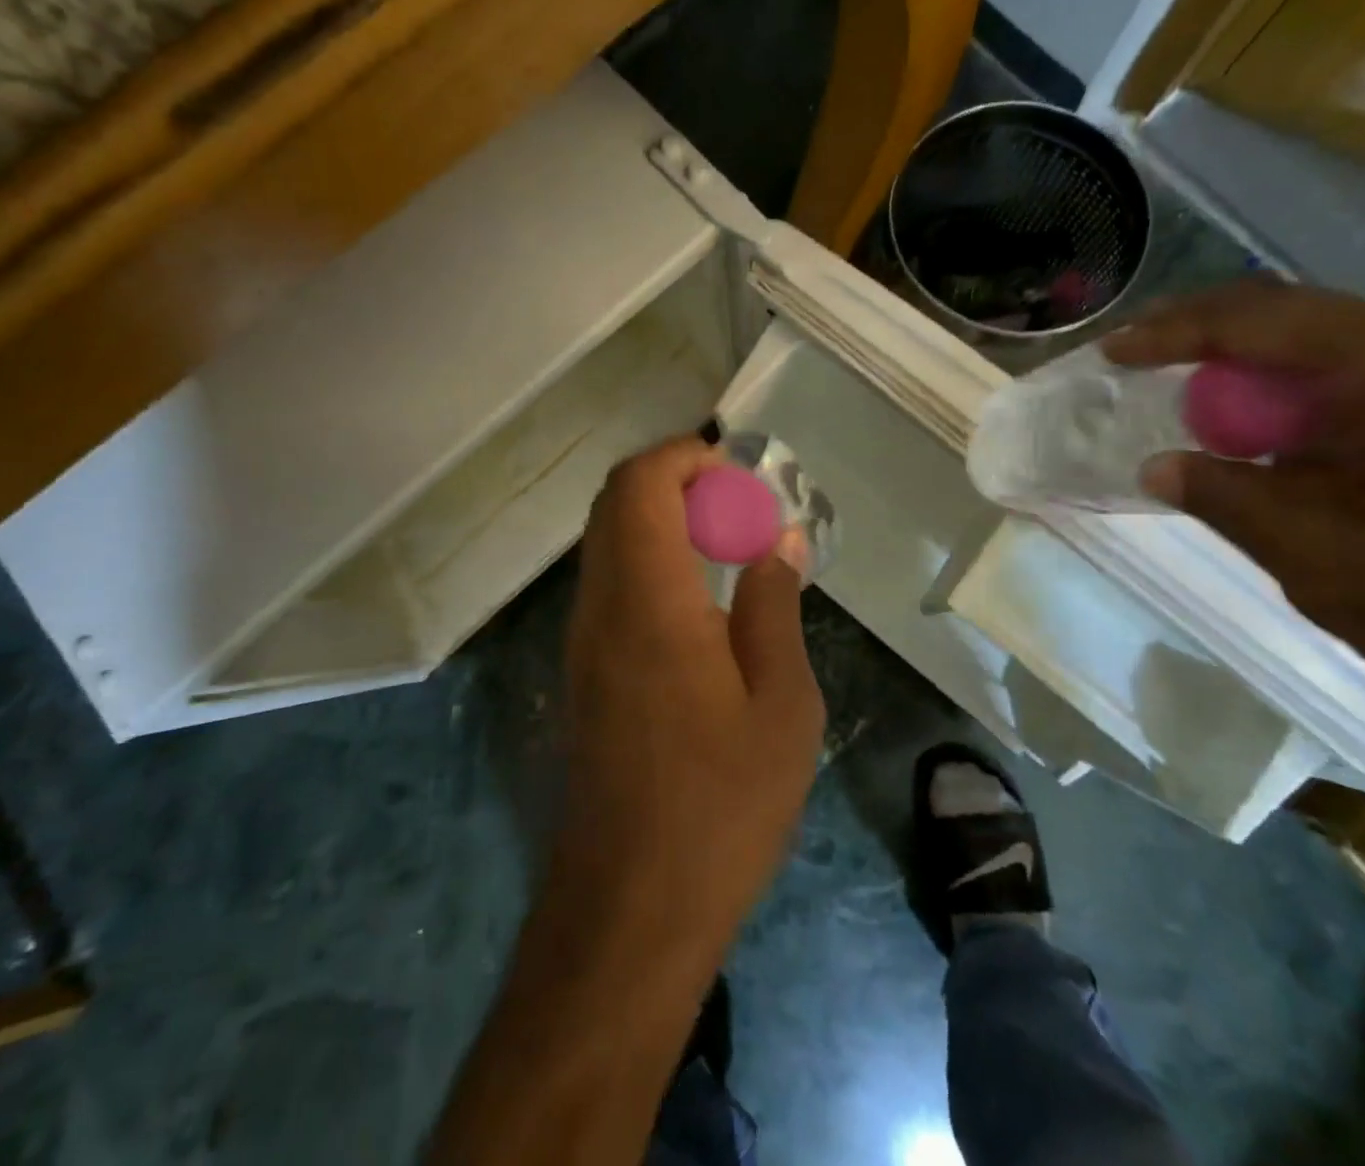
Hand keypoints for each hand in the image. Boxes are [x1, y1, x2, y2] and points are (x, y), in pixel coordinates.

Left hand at [556, 435, 824, 954]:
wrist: (630, 906)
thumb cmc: (721, 806)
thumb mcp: (781, 705)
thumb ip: (774, 606)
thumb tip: (779, 539)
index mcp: (649, 602)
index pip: (640, 486)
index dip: (684, 458)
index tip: (738, 474)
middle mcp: (600, 606)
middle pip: (616, 503)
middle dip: (676, 482)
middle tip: (741, 509)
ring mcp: (583, 639)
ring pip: (609, 541)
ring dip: (662, 520)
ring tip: (728, 548)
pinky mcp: (583, 670)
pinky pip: (610, 582)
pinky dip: (650, 559)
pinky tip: (700, 602)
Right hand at [1104, 281, 1364, 787]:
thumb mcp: (1330, 563)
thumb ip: (1232, 500)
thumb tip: (1159, 466)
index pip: (1265, 318)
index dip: (1175, 330)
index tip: (1114, 352)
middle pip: (1308, 326)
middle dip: (1219, 354)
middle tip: (1154, 381)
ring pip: (1352, 356)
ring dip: (1275, 387)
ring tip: (1226, 433)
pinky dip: (1329, 409)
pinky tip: (1310, 456)